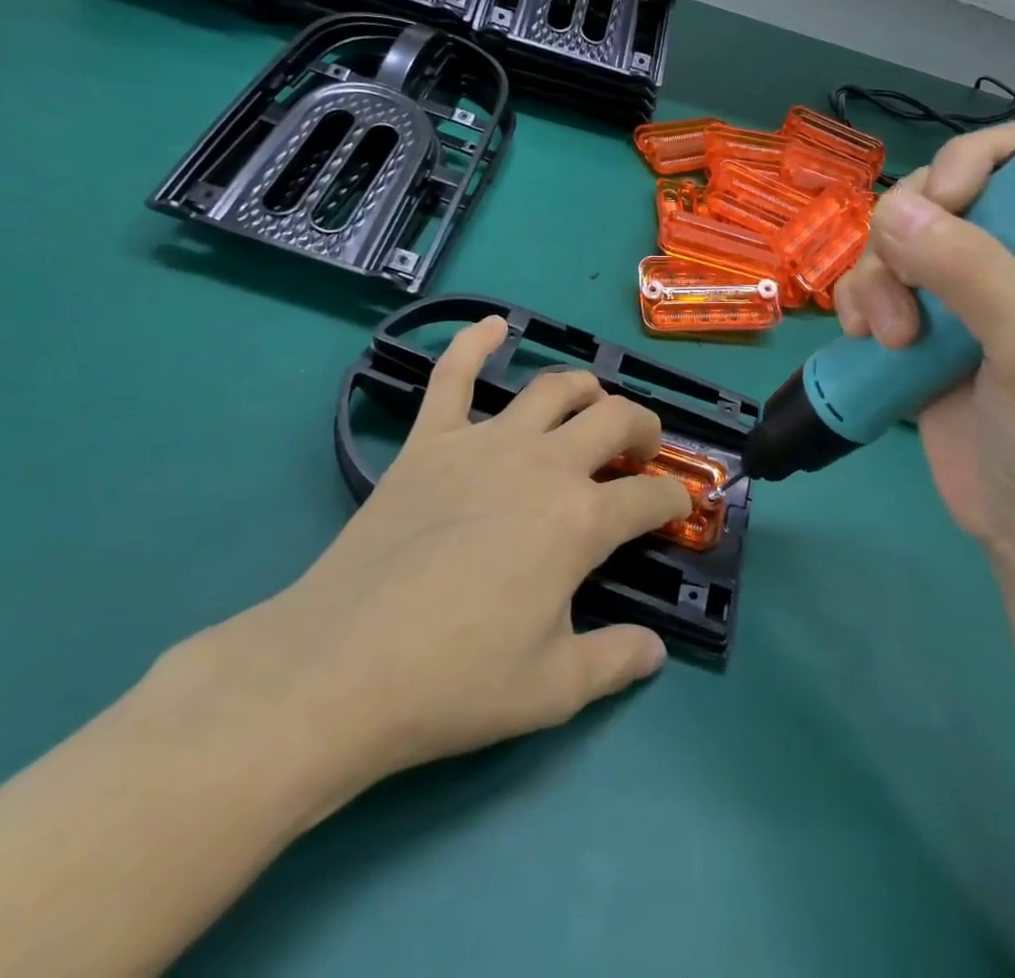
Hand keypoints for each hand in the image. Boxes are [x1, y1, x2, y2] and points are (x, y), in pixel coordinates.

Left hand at [181, 316, 692, 828]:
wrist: (339, 671)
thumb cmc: (454, 682)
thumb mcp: (553, 689)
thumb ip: (616, 662)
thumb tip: (656, 649)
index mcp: (581, 521)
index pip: (650, 497)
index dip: (673, 502)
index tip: (675, 512)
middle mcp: (544, 465)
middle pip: (614, 420)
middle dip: (643, 428)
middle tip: (641, 450)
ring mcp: (485, 444)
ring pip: (552, 388)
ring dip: (585, 389)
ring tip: (592, 403)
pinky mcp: (430, 441)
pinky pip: (452, 375)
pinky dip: (473, 341)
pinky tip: (492, 325)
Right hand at [833, 124, 1014, 560]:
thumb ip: (974, 274)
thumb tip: (893, 211)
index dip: (970, 162)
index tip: (943, 203)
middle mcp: (1008, 256)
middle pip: (933, 195)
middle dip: (904, 237)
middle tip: (908, 297)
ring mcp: (957, 295)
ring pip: (890, 241)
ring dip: (874, 279)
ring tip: (889, 338)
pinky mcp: (917, 330)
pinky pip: (868, 285)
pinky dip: (855, 302)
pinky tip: (863, 337)